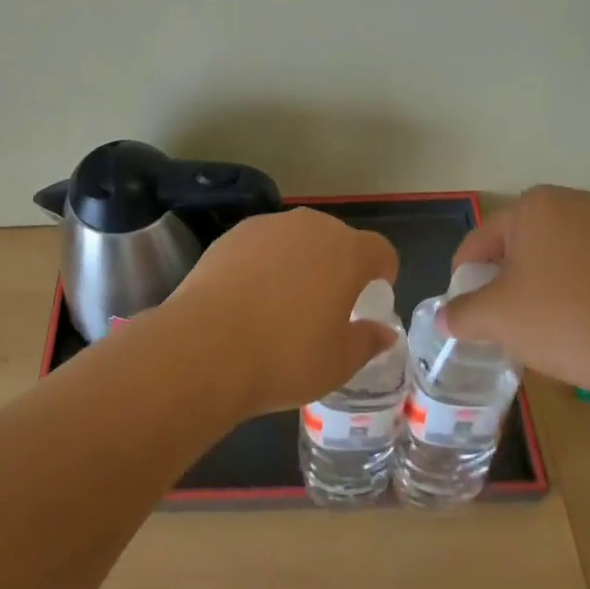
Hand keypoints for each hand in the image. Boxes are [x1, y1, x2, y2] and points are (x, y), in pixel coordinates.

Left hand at [157, 208, 399, 415]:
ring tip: (285, 302)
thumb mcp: (339, 363)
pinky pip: (262, 245)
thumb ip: (367, 341)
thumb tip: (383, 332)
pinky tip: (250, 297)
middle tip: (329, 304)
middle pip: (337, 238)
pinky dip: (265, 263)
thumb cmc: (285, 357)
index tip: (372, 298)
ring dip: (300, 261)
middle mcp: (310, 227)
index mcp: (347, 252)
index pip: (380, 250)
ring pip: (297, 239)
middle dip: (340, 265)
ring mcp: (268, 226)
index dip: (383, 272)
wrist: (206, 347)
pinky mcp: (232, 234)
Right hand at [440, 186, 589, 401]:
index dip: (465, 277)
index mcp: (535, 204)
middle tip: (501, 320)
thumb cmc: (565, 321)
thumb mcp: (496, 319)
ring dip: (541, 285)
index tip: (465, 311)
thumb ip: (461, 313)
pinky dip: (577, 290)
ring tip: (541, 327)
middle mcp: (575, 201)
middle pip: (521, 243)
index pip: (482, 239)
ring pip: (557, 255)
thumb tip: (445, 318)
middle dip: (505, 279)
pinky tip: (581, 325)